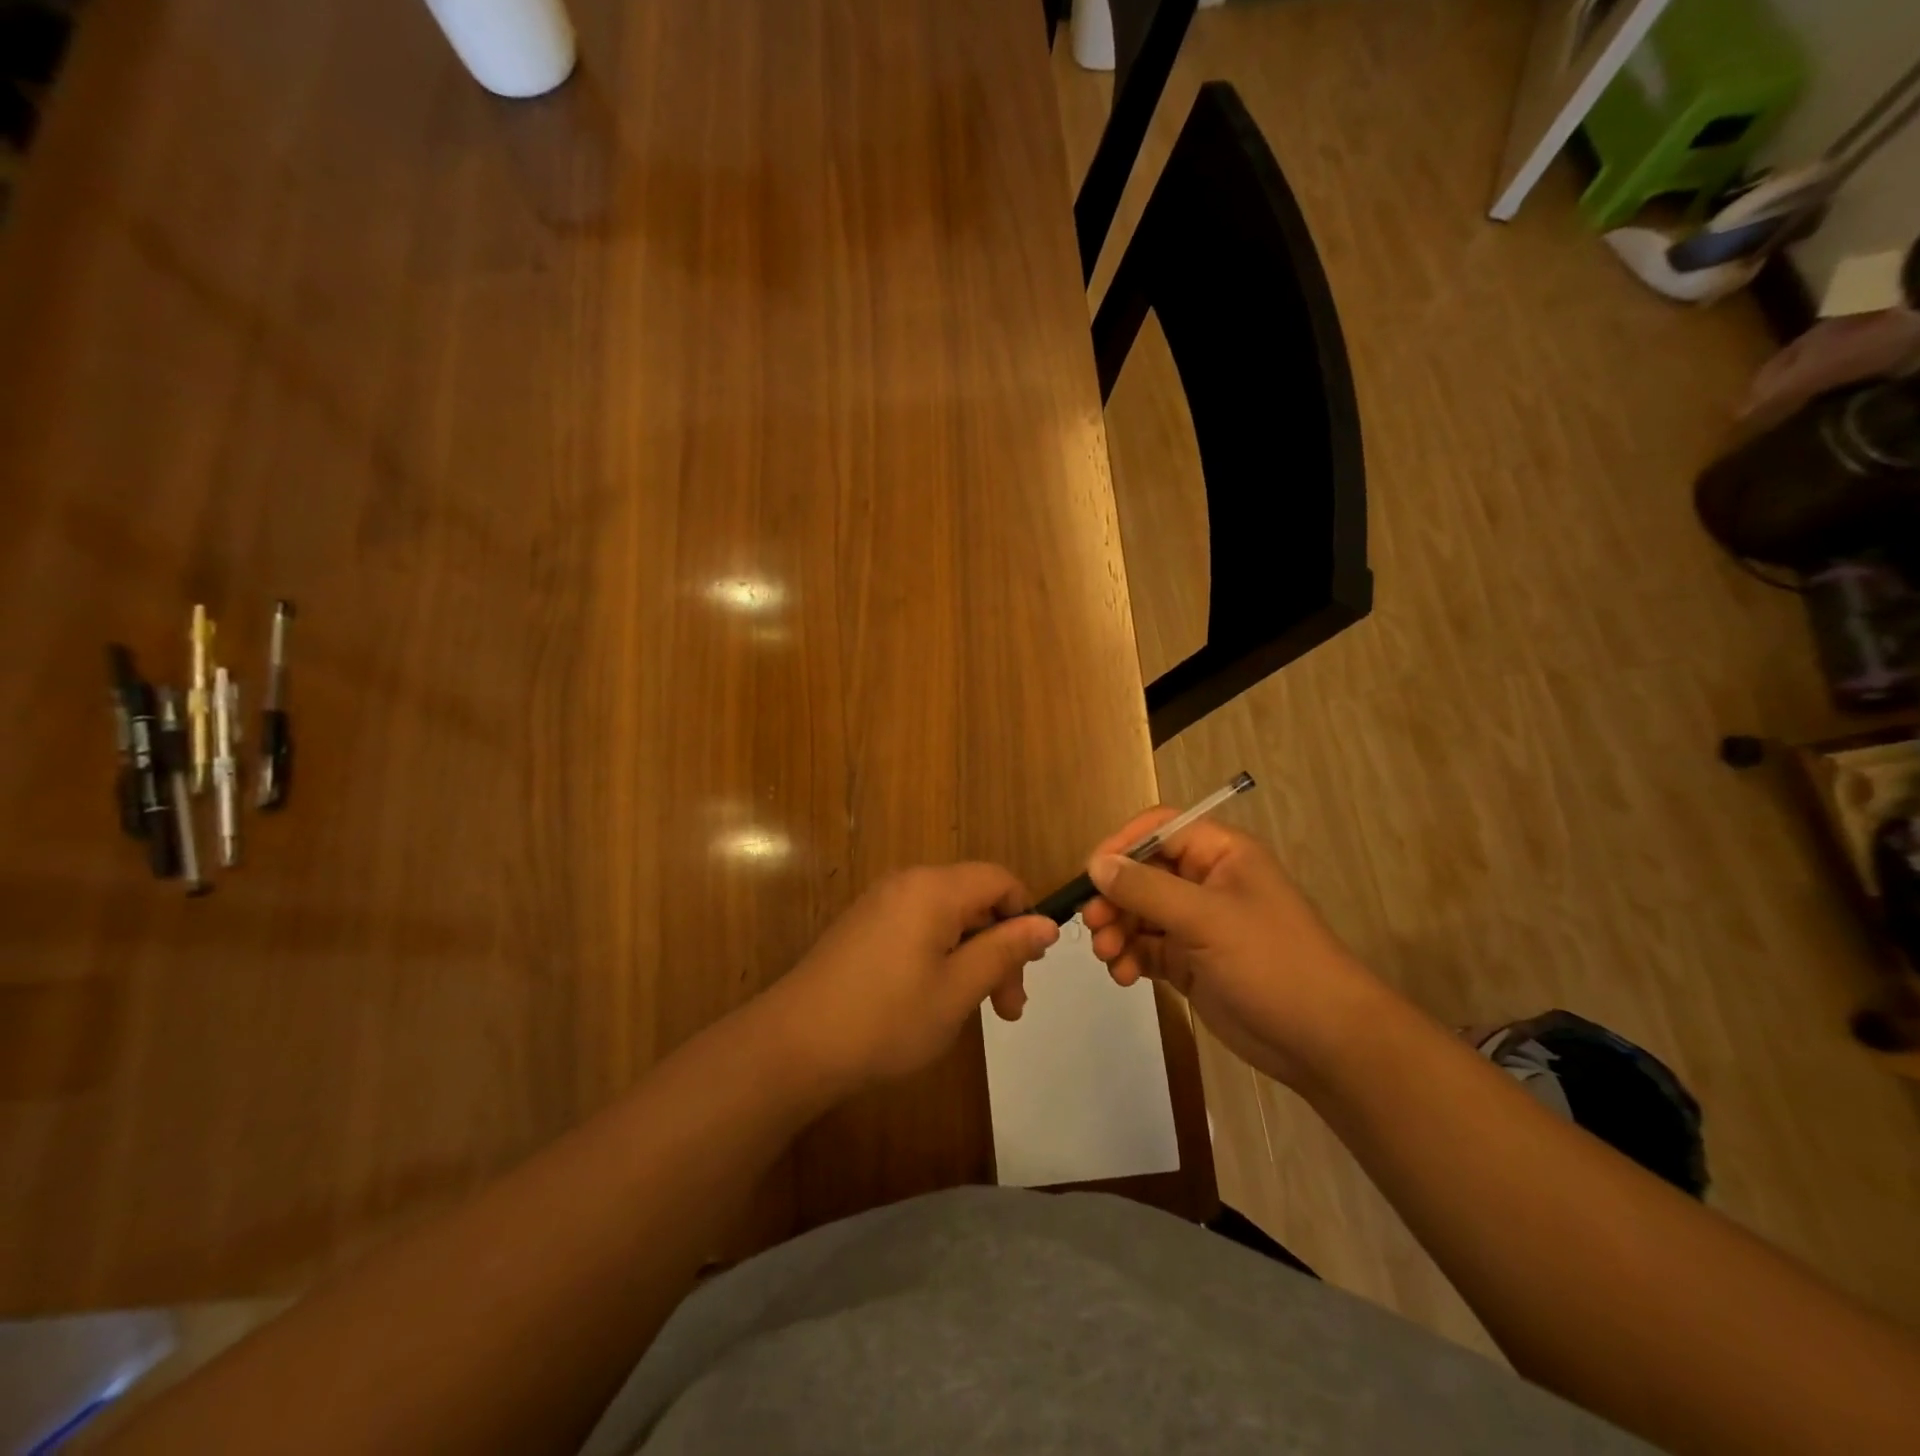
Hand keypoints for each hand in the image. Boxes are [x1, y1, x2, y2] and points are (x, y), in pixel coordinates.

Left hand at [766, 864, 1059, 1089]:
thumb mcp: (958, 989)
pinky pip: (919, 928)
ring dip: (972, 958)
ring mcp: (880, 904)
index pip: (999, 880)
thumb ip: (1005, 951)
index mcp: (933, 888)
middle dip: (999, 948)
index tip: (1030, 969)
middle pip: (974, 900)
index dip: (1024, 917)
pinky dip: (941, 957)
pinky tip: (937, 1001)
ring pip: (948, 918)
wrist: (794, 1045)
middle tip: (1008, 1008)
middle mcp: (907, 884)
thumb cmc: (887, 1019)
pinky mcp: (863, 927)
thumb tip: (1046, 924)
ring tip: (978, 1013)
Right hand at [1081, 808, 1383, 1086]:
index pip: (1159, 829)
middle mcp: (1205, 881)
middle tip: (1094, 924)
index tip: (1090, 874)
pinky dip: (1129, 957)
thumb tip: (1096, 864)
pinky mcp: (1190, 960)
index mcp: (1220, 854)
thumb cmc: (1271, 962)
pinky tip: (1124, 975)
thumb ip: (1146, 889)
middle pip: (1142, 872)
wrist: (1323, 1040)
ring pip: (1139, 912)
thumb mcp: (1206, 918)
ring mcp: (1197, 923)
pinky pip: (1146, 947)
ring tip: (1109, 956)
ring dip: (1117, 930)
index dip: (1121, 845)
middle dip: (1114, 897)